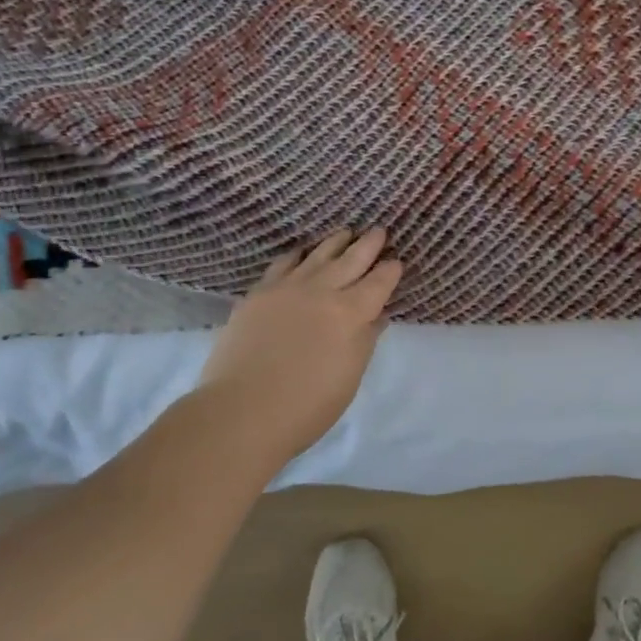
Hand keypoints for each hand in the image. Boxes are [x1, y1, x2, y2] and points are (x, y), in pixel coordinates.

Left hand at [196, 229, 402, 462]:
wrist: (243, 410)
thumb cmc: (307, 405)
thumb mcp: (350, 376)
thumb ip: (365, 340)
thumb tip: (377, 315)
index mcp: (352, 312)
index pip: (379, 282)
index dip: (391, 270)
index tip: (397, 262)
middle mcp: (323, 290)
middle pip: (352, 259)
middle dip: (369, 244)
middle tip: (379, 230)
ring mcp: (288, 287)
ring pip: (318, 254)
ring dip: (336, 242)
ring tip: (346, 232)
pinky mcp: (259, 293)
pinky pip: (284, 263)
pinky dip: (298, 254)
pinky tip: (301, 252)